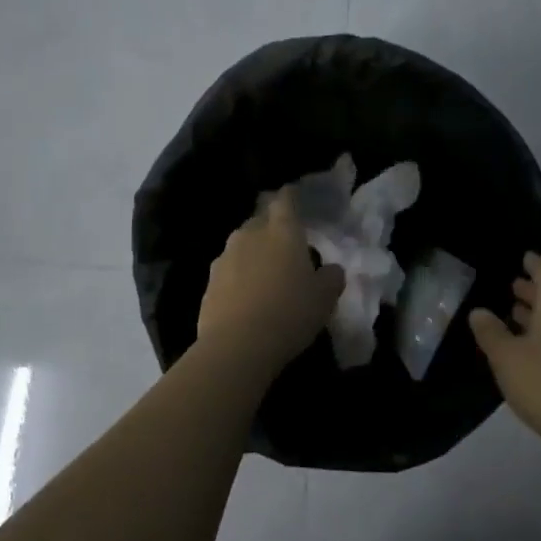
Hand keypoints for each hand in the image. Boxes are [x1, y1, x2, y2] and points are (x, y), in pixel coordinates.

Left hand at [198, 188, 345, 373]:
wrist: (237, 346)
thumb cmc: (290, 313)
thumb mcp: (325, 298)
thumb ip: (331, 277)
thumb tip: (331, 269)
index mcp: (282, 232)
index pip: (285, 201)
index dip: (290, 196)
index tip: (293, 195)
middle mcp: (250, 235)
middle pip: (260, 221)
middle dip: (271, 226)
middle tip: (285, 241)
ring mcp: (225, 258)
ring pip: (242, 245)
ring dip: (253, 252)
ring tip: (265, 271)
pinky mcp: (208, 283)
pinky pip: (228, 270)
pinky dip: (238, 276)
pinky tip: (247, 295)